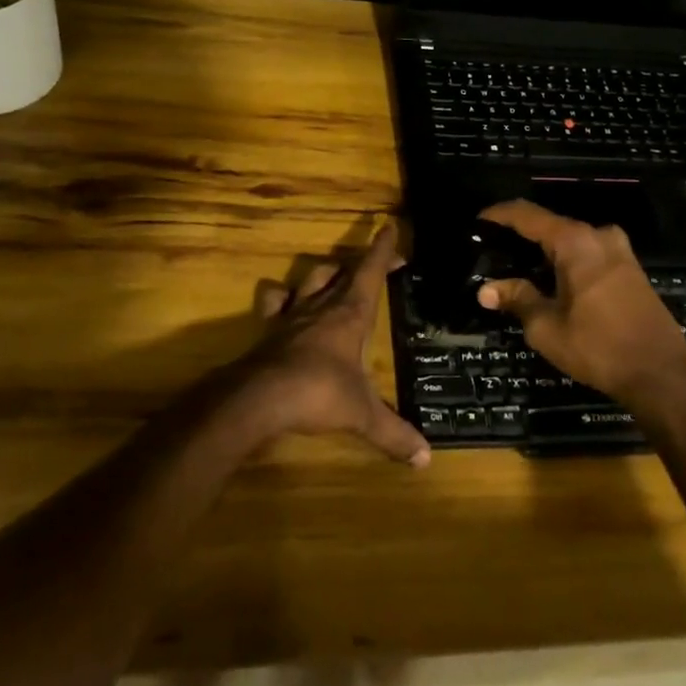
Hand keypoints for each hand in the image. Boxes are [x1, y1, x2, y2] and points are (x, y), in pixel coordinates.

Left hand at [240, 225, 431, 466]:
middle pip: (343, 270)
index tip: (389, 226)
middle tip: (376, 262)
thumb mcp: (362, 414)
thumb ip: (393, 433)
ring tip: (334, 274)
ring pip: (311, 278)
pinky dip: (281, 297)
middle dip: (362, 262)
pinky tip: (284, 300)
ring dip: (324, 272)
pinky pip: (275, 302)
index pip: (371, 271)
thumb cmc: (319, 394)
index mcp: (351, 314)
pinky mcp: (270, 329)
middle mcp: (323, 305)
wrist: (260, 397)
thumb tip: (425, 459)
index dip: (382, 249)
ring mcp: (293, 315)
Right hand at [476, 201, 685, 405]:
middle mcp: (598, 235)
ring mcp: (619, 251)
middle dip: (521, 235)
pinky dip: (566, 260)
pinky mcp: (630, 269)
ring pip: (571, 240)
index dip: (499, 215)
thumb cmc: (599, 347)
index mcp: (575, 241)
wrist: (663, 374)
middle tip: (493, 250)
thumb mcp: (547, 327)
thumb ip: (517, 299)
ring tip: (517, 266)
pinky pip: (588, 253)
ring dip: (545, 250)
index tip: (477, 221)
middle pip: (550, 224)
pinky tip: (551, 280)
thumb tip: (486, 290)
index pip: (527, 215)